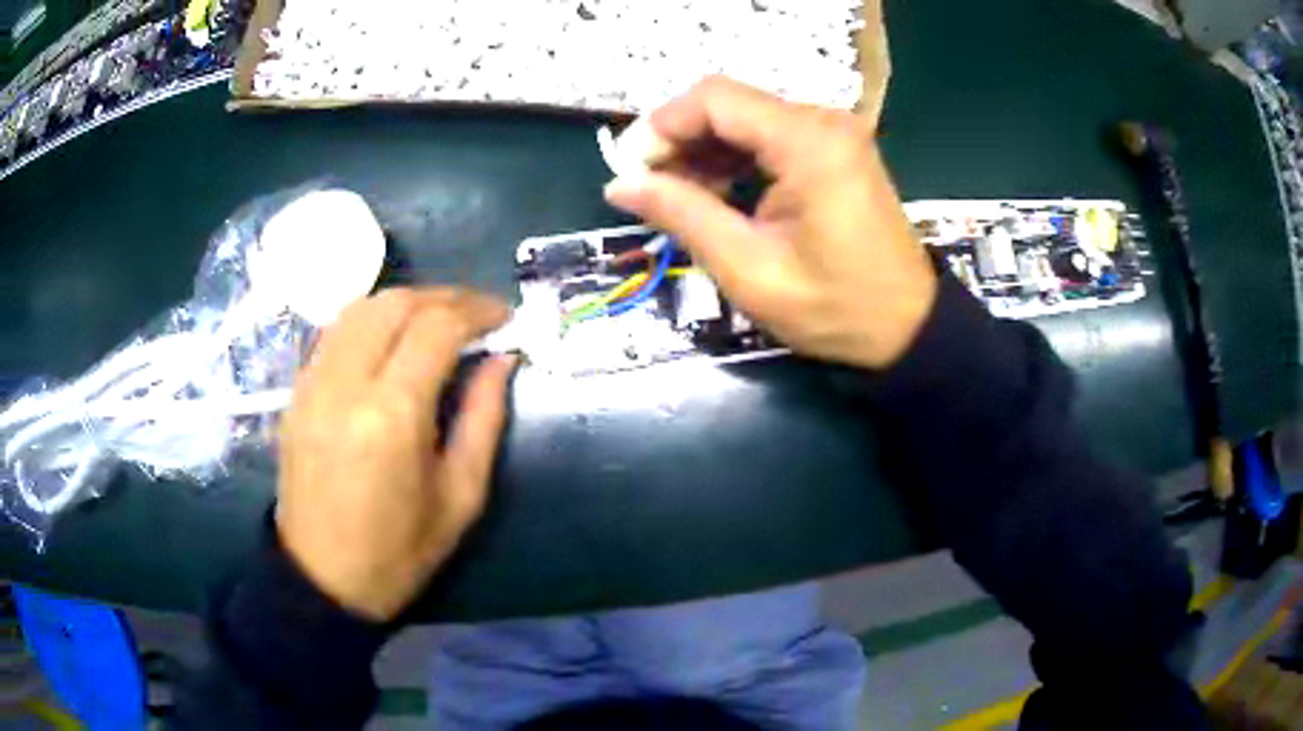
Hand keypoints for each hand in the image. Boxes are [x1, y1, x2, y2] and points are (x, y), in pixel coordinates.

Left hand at [277, 288, 514, 620]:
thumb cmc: (399, 552)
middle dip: (444, 297)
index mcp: (392, 415)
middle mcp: (345, 384)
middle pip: (395, 303)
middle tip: (476, 313)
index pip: (436, 327)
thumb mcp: (460, 496)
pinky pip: (336, 331)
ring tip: (438, 319)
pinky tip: (393, 339)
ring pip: (360, 307)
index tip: (504, 317)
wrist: (322, 579)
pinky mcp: (297, 391)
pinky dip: (372, 320)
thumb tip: (503, 359)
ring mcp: (312, 383)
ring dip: (406, 301)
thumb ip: (485, 418)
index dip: (477, 310)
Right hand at [604, 76, 936, 369]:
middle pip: (728, 103)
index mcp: (808, 142)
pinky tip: (716, 192)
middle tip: (650, 188)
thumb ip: (683, 215)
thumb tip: (619, 184)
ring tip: (678, 197)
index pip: (714, 99)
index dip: (663, 125)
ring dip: (704, 149)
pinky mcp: (834, 148)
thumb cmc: (834, 308)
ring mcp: (832, 132)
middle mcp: (823, 121)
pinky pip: (769, 135)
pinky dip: (734, 157)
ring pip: (745, 117)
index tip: (633, 170)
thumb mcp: (749, 269)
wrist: (907, 327)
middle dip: (680, 139)